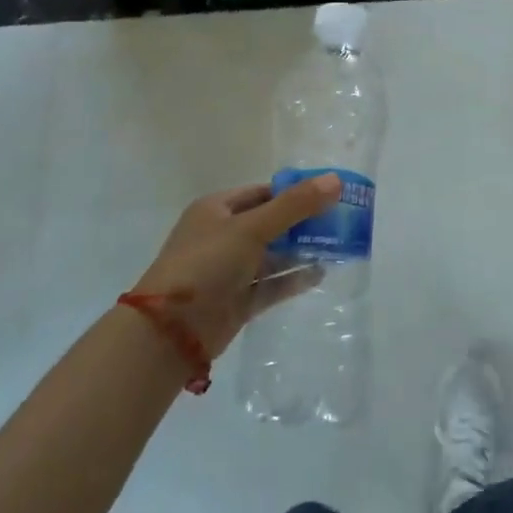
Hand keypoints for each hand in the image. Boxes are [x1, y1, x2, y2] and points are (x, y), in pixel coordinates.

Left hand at [128, 175, 339, 361]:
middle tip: (342, 221)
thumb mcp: (251, 227)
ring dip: (302, 251)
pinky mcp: (238, 300)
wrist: (170, 332)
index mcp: (217, 209)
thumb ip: (295, 205)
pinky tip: (321, 273)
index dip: (296, 192)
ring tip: (339, 246)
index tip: (330, 194)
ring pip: (273, 255)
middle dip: (304, 223)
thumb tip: (336, 180)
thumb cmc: (206, 264)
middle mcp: (223, 236)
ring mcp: (230, 270)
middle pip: (271, 223)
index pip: (263, 193)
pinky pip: (271, 284)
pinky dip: (294, 279)